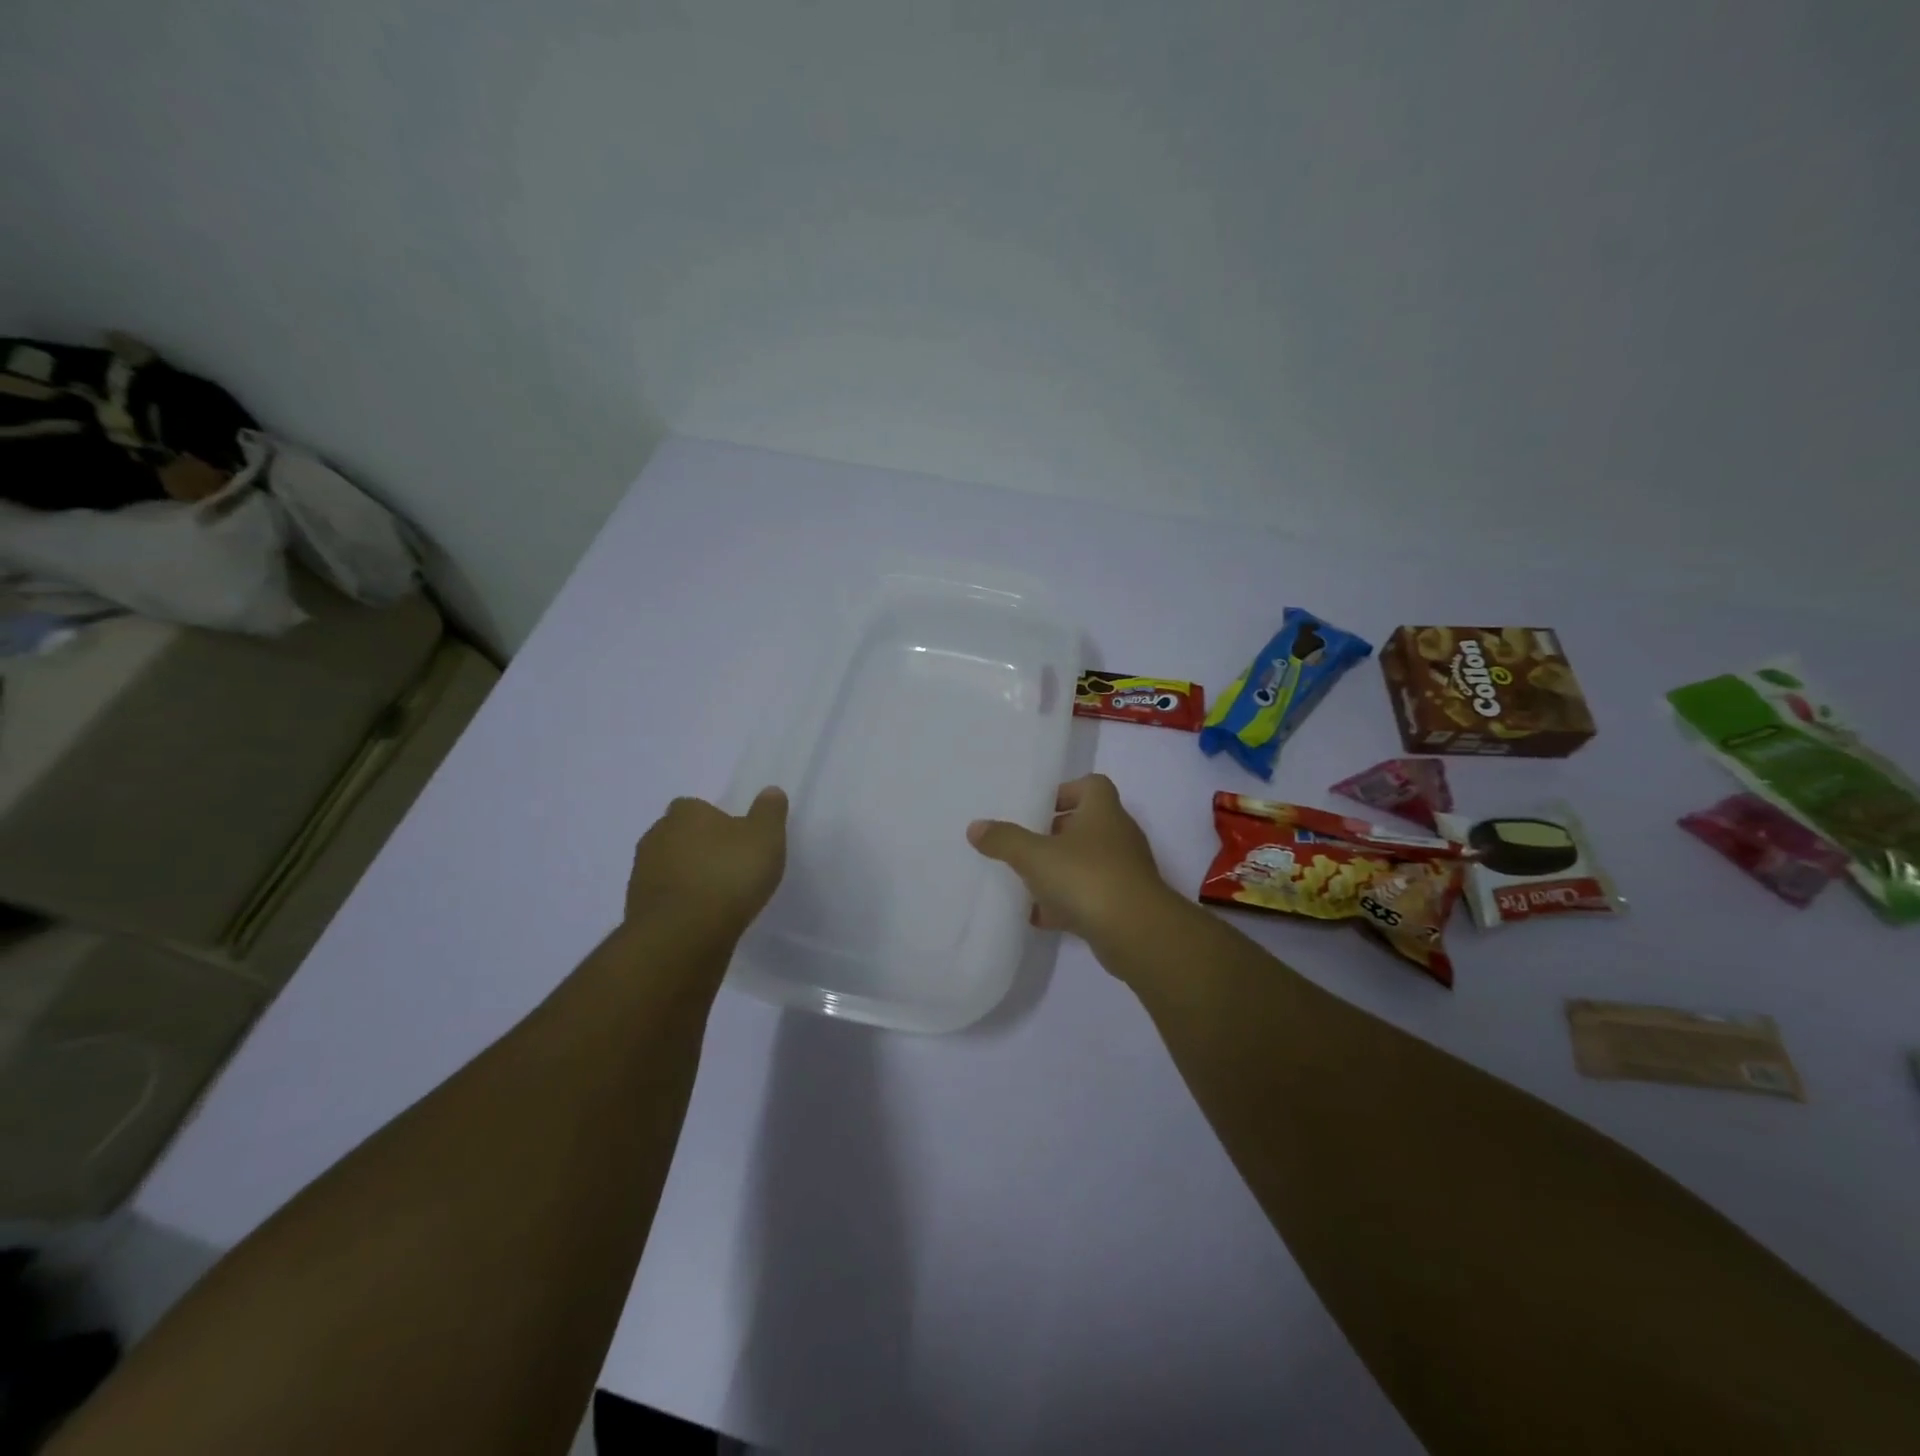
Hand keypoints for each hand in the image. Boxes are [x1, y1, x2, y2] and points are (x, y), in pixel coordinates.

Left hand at [625, 787, 787, 937]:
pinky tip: (702, 918)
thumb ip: (768, 812)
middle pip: (680, 835)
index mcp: (685, 813)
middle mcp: (656, 836)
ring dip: (688, 876)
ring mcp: (642, 873)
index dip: (716, 821)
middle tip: (729, 866)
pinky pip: (664, 898)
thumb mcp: (765, 837)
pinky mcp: (636, 908)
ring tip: (718, 896)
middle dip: (699, 847)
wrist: (683, 934)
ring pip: (669, 867)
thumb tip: (770, 791)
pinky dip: (680, 903)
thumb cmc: (728, 874)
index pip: (696, 807)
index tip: (736, 839)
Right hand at [966, 774, 1178, 947]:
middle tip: (1025, 844)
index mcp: (1103, 812)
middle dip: (1055, 833)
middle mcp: (1118, 836)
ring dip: (1060, 870)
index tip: (1038, 808)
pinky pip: (1090, 896)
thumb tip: (975, 827)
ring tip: (1026, 880)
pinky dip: (1067, 903)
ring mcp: (1124, 871)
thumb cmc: (1086, 877)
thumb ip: (1004, 840)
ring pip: (1088, 862)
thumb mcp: (1035, 856)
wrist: (1136, 932)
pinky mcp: (1124, 904)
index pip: (1091, 785)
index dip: (1066, 791)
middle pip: (1087, 824)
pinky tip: (1040, 916)